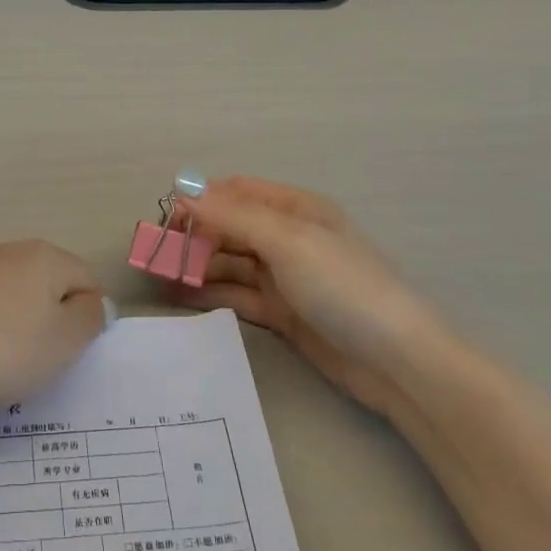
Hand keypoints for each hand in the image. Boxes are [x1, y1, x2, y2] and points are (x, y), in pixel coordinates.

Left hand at [0, 241, 111, 418]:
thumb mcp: (63, 342)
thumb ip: (89, 319)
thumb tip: (92, 302)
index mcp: (44, 257)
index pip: (87, 280)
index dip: (89, 319)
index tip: (72, 354)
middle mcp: (5, 253)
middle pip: (44, 288)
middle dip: (48, 325)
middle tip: (38, 365)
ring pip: (6, 302)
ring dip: (9, 332)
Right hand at [169, 176, 452, 413]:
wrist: (397, 363)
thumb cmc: (344, 287)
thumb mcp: (287, 242)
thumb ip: (233, 215)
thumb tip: (183, 187)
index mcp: (296, 209)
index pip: (237, 192)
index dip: (201, 200)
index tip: (165, 218)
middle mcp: (288, 238)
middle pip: (229, 228)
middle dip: (193, 237)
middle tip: (154, 255)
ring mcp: (285, 277)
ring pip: (229, 263)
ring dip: (196, 267)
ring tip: (158, 278)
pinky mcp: (282, 313)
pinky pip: (236, 295)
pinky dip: (209, 293)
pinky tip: (180, 297)